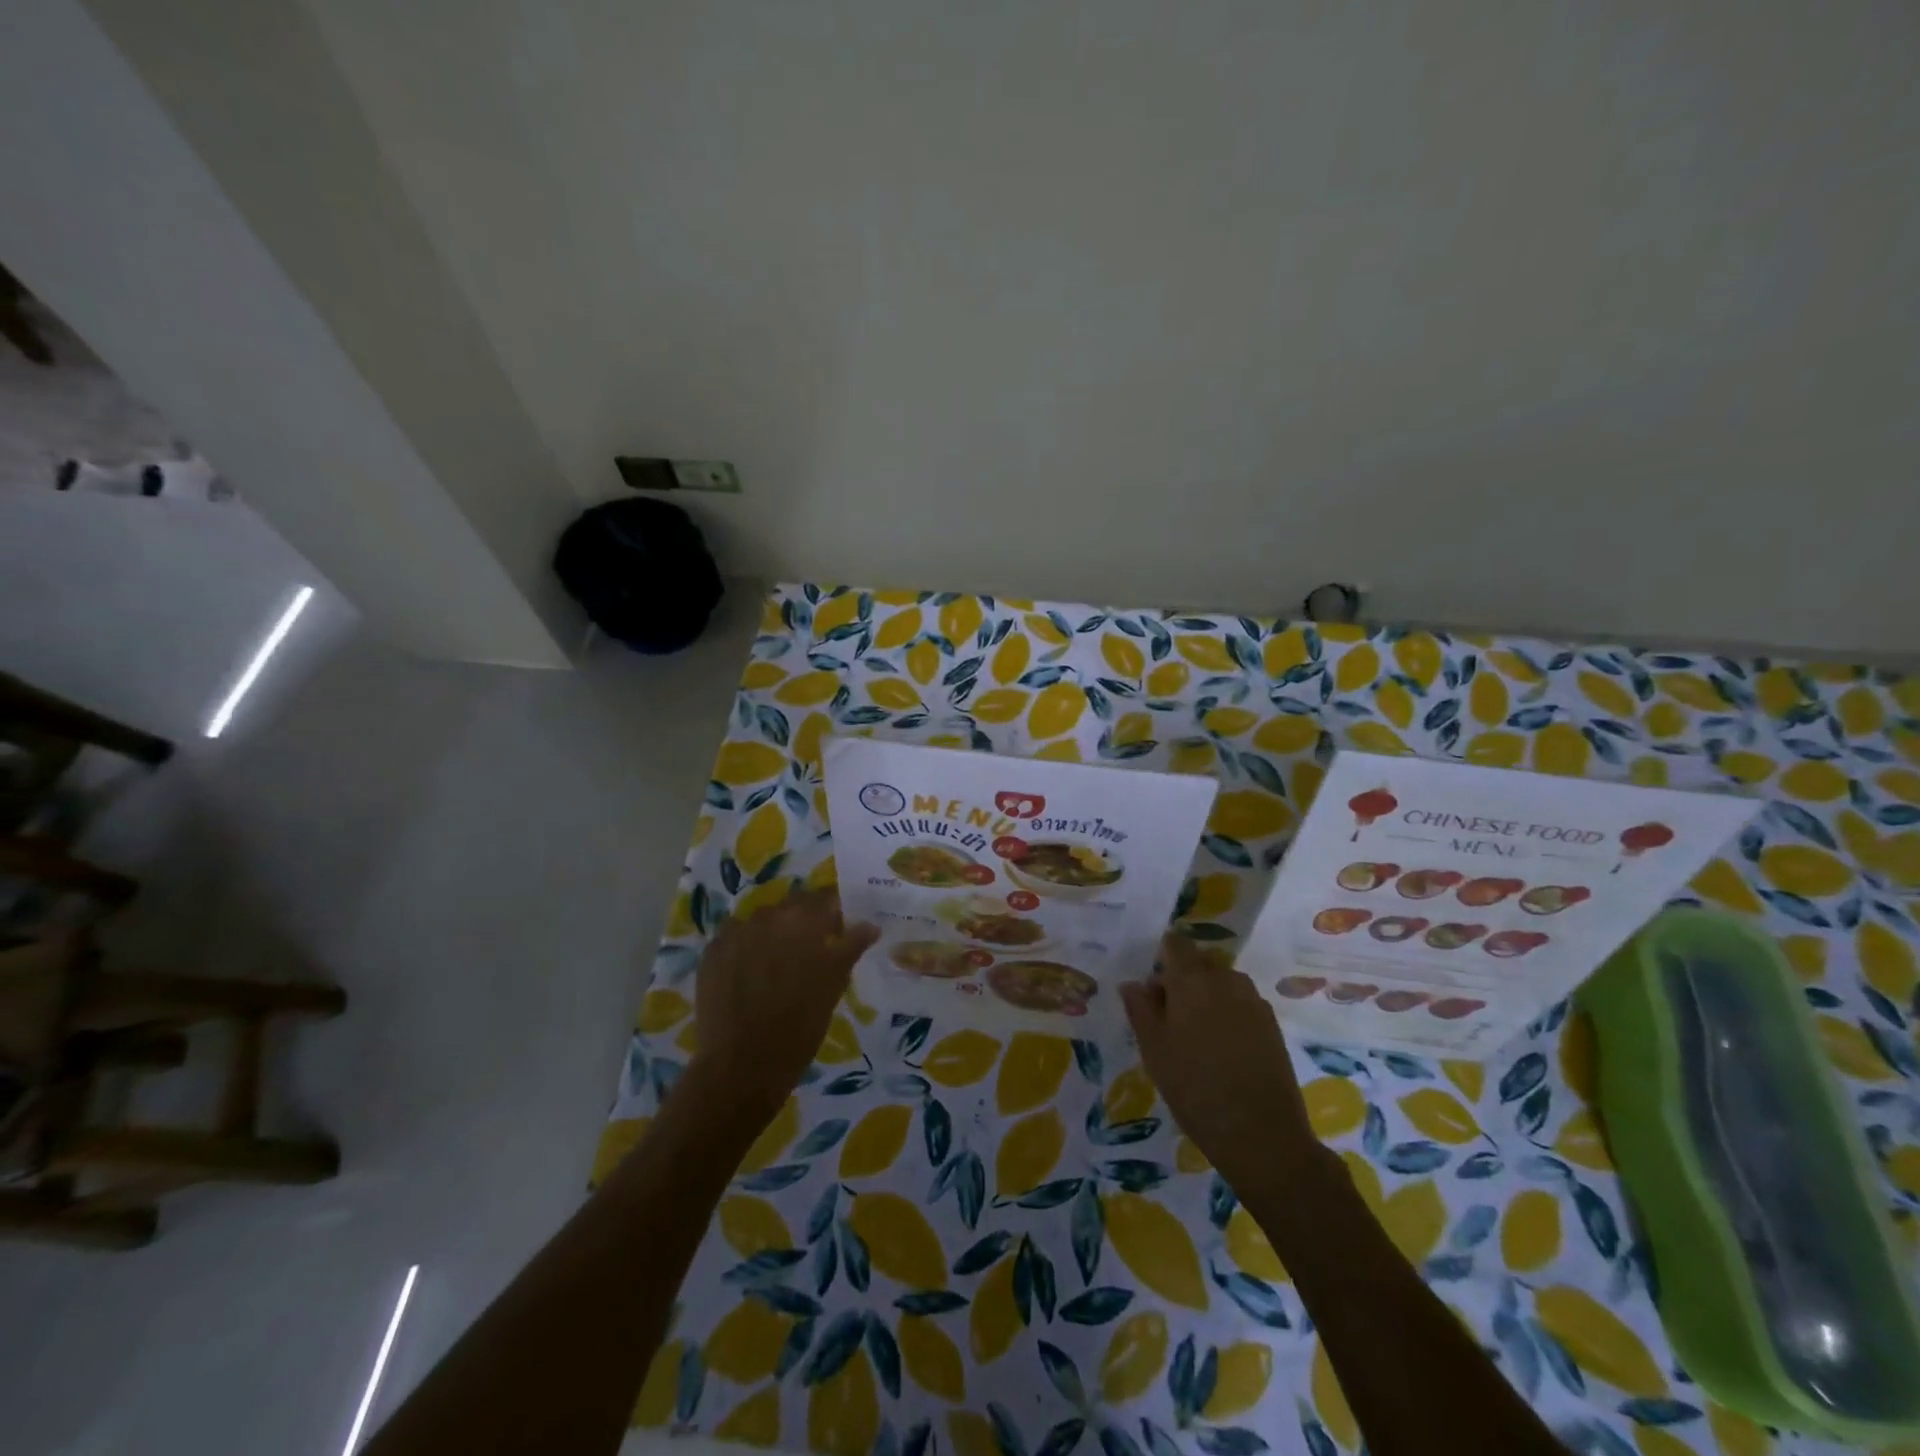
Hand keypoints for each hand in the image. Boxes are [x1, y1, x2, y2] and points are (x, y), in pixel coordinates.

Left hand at [689, 889, 877, 1121]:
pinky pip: (735, 939)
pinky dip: (745, 950)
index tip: (840, 929)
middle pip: (792, 906)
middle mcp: (768, 915)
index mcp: (803, 919)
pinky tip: (749, 976)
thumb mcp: (834, 984)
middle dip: (803, 922)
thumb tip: (869, 925)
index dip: (835, 911)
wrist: (742, 1065)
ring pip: (762, 922)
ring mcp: (735, 932)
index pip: (825, 898)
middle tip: (811, 951)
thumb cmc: (800, 1024)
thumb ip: (851, 946)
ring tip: (777, 966)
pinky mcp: (711, 952)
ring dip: (773, 935)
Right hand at [1121, 935, 1317, 1187]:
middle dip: (1182, 980)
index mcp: (1193, 979)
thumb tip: (1133, 984)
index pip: (1176, 944)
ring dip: (1206, 997)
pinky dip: (1228, 1015)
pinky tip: (1222, 1051)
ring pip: (1222, 984)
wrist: (1261, 1134)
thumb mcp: (1153, 1049)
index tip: (1152, 987)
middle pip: (1200, 963)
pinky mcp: (1272, 1025)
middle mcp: (1226, 980)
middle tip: (1168, 1018)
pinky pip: (1242, 1004)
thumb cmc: (1194, 1087)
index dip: (1162, 957)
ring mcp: (1254, 1001)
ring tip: (1195, 1037)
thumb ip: (1140, 1009)